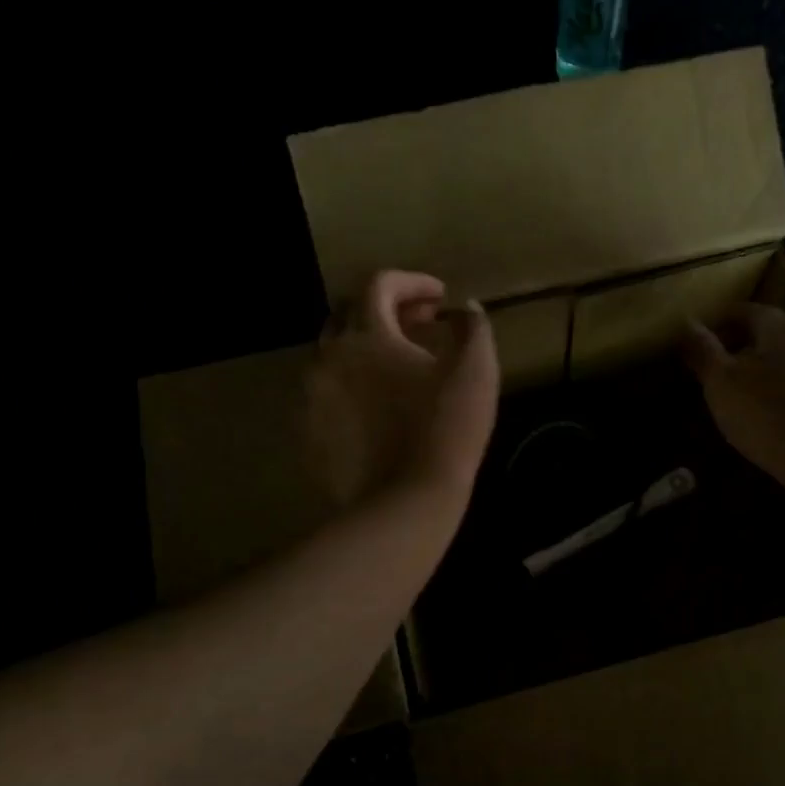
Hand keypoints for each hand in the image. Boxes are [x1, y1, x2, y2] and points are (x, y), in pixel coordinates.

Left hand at [306, 270, 499, 508]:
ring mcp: (311, 396)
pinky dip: (352, 383)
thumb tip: (465, 309)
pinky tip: (377, 405)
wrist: (405, 503)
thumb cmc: (446, 430)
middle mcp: (328, 356)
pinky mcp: (308, 430)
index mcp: (366, 335)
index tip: (441, 297)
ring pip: (334, 353)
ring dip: (365, 346)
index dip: (413, 282)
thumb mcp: (476, 372)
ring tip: (398, 365)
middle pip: (349, 312)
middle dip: (386, 309)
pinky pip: (327, 391)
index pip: (380, 284)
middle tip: (420, 324)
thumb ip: (473, 328)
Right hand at [685, 302, 784, 502]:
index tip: (695, 346)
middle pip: (769, 337)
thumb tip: (687, 323)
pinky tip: (776, 424)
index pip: (743, 311)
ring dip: (765, 377)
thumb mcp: (722, 383)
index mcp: (783, 327)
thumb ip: (703, 351)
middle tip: (715, 379)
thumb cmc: (771, 416)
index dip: (715, 325)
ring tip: (743, 405)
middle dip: (741, 352)